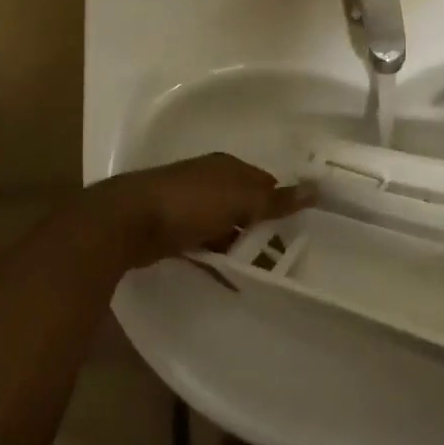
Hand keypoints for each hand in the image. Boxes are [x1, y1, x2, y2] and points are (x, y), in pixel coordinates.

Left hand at [87, 153, 309, 268]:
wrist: (128, 221)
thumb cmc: (190, 204)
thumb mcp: (239, 200)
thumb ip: (275, 200)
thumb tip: (315, 188)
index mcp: (226, 167)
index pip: (263, 181)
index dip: (281, 202)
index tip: (298, 227)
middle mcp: (208, 180)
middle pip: (243, 203)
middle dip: (261, 226)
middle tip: (284, 255)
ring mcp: (187, 204)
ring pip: (224, 225)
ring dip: (239, 245)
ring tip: (261, 271)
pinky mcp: (172, 229)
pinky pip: (204, 244)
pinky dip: (218, 258)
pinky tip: (230, 278)